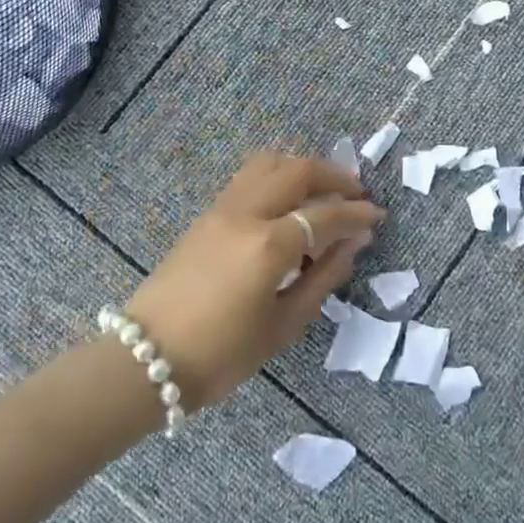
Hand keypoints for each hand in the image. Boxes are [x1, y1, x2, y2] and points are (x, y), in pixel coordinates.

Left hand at [121, 152, 382, 408]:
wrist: (146, 360)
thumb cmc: (221, 355)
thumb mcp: (282, 327)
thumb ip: (322, 280)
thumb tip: (351, 246)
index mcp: (269, 245)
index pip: (325, 215)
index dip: (356, 214)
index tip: (377, 217)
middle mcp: (247, 213)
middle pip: (299, 171)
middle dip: (335, 176)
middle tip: (356, 195)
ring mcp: (223, 208)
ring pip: (270, 162)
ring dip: (303, 168)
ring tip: (321, 191)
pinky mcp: (207, 213)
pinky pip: (249, 176)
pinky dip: (278, 176)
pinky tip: (288, 202)